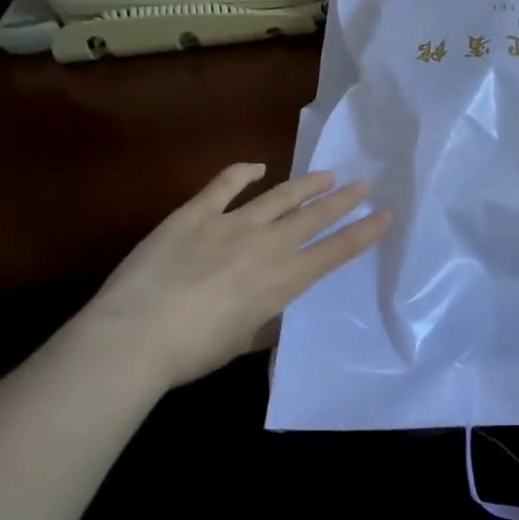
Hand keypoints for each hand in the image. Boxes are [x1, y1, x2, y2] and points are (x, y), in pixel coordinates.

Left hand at [68, 164, 390, 391]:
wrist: (133, 336)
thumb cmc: (193, 352)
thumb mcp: (243, 342)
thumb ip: (266, 323)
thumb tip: (276, 313)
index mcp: (284, 280)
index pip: (335, 251)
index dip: (363, 233)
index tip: (385, 216)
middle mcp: (267, 245)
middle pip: (315, 216)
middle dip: (343, 200)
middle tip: (363, 185)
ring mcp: (231, 224)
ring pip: (280, 196)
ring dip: (307, 184)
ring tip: (327, 174)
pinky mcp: (195, 213)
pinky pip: (225, 185)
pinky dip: (243, 173)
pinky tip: (257, 167)